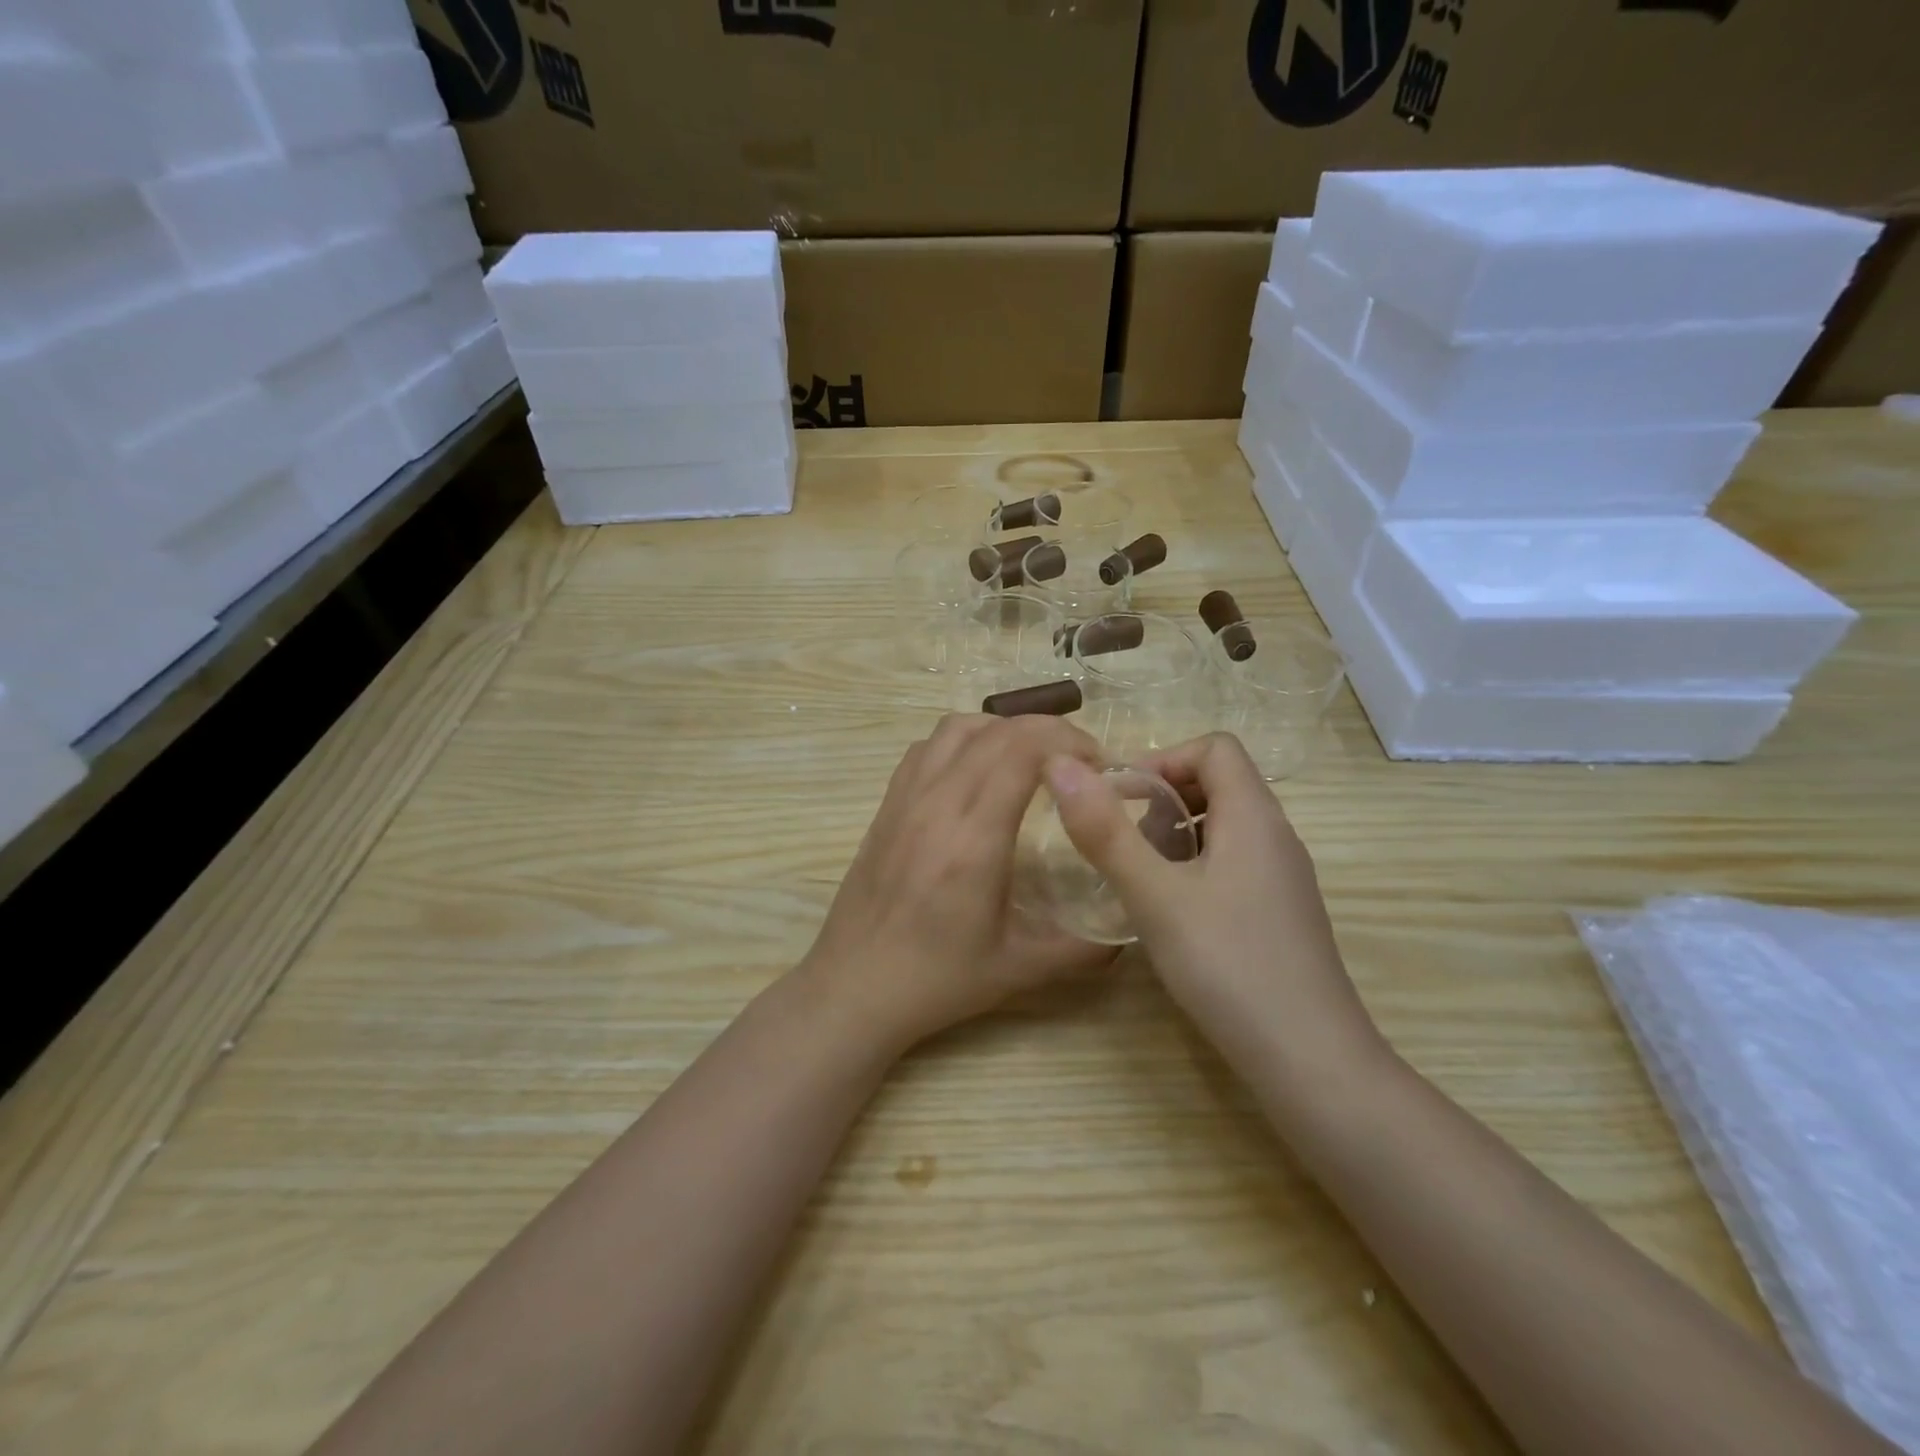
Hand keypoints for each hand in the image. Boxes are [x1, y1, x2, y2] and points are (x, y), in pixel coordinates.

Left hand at [800, 713, 1118, 1051]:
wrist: (855, 986)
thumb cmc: (939, 979)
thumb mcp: (1020, 969)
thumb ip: (1083, 949)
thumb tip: (1129, 929)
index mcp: (973, 839)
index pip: (1022, 751)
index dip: (1067, 741)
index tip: (1098, 765)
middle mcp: (937, 804)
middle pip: (996, 731)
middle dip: (1049, 730)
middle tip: (1078, 760)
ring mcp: (906, 798)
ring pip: (957, 728)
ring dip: (1004, 728)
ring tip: (1031, 758)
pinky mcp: (887, 804)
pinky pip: (927, 747)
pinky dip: (963, 740)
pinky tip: (979, 771)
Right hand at [1045, 733, 1381, 1076]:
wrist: (1311, 1063)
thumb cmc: (1229, 967)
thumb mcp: (1155, 896)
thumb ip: (1105, 831)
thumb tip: (1061, 765)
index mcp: (1254, 817)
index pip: (1214, 748)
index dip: (1163, 760)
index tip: (1121, 800)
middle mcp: (1276, 837)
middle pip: (1219, 783)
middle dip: (1162, 800)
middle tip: (1125, 845)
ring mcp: (1283, 878)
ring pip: (1223, 827)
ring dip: (1174, 837)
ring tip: (1141, 881)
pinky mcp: (1280, 914)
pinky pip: (1232, 864)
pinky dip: (1193, 869)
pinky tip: (1170, 915)